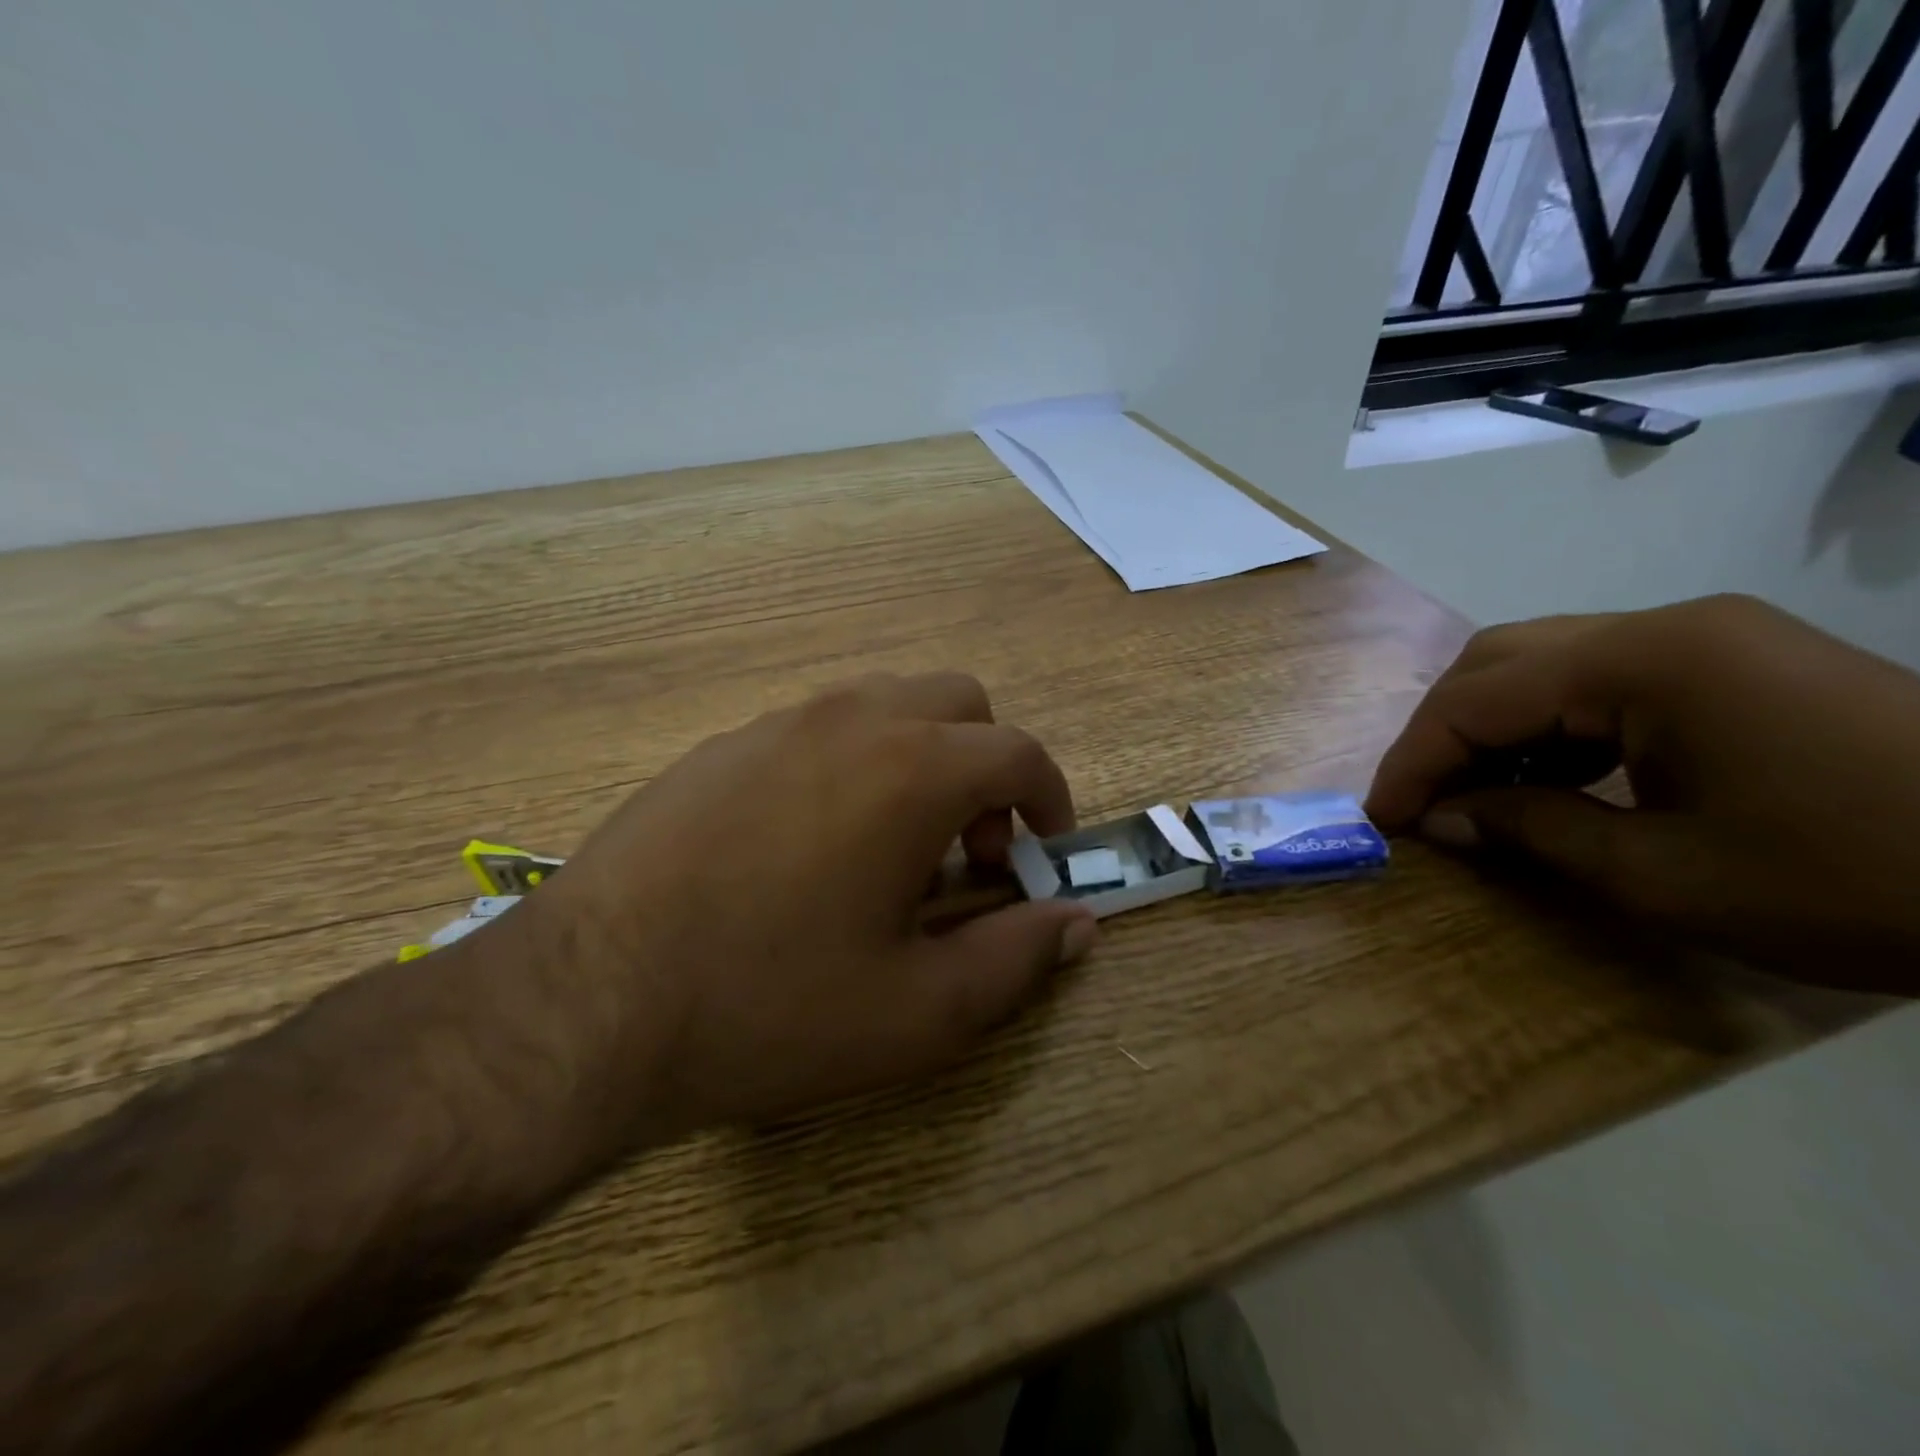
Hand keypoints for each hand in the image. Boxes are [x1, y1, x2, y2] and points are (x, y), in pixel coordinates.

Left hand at [515, 672, 1098, 1145]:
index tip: (1042, 850)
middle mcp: (851, 720)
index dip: (1050, 798)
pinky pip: (818, 728)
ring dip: (920, 757)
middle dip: (986, 766)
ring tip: (892, 848)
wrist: (586, 1001)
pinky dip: (854, 761)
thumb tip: (1077, 923)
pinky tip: (811, 845)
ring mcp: (778, 723)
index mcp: (912, 769)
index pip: (1018, 752)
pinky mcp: (721, 745)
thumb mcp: (918, 1011)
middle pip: (958, 703)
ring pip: (886, 704)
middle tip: (966, 848)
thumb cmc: (770, 1006)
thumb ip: (1015, 958)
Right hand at [1366, 594, 1919, 991]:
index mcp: (1646, 661)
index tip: (1381, 818)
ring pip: (1546, 661)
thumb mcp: (1664, 874)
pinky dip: (1553, 724)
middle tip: (1419, 798)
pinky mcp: (1736, 660)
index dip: (1414, 760)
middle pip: (1500, 659)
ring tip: (1473, 791)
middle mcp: (1665, 625)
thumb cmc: (1856, 882)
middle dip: (1442, 730)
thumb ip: (1531, 830)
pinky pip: (1604, 678)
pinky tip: (1551, 776)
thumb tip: (1443, 818)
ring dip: (1492, 724)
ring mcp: (1707, 636)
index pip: (1478, 698)